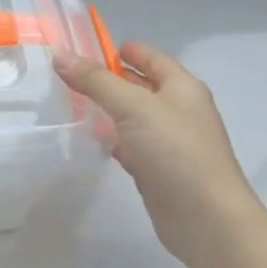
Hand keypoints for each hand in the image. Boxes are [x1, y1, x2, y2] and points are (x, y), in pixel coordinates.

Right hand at [54, 42, 259, 263]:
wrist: (207, 220)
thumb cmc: (175, 151)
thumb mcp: (133, 107)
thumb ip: (95, 81)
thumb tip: (60, 56)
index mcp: (182, 87)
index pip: (150, 57)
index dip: (122, 50)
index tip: (87, 47)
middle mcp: (178, 110)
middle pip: (140, 85)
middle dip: (108, 78)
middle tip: (69, 74)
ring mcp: (170, 141)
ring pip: (132, 116)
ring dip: (107, 109)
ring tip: (70, 102)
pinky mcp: (159, 169)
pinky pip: (130, 143)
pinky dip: (111, 138)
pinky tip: (89, 138)